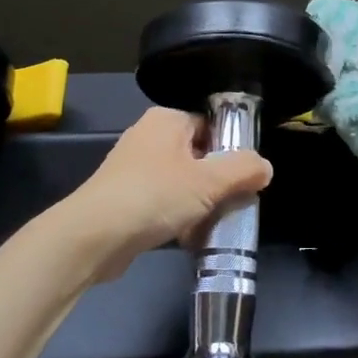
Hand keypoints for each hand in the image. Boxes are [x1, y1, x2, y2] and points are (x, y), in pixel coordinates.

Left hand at [65, 107, 272, 283]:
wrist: (92, 237)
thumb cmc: (154, 197)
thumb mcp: (209, 181)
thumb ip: (243, 169)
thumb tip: (265, 166)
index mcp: (167, 120)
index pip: (211, 125)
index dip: (232, 150)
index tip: (246, 177)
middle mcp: (148, 136)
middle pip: (198, 155)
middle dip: (217, 182)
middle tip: (233, 203)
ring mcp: (132, 168)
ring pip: (181, 181)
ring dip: (198, 204)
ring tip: (211, 224)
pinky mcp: (123, 198)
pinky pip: (162, 201)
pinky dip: (177, 216)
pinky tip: (187, 237)